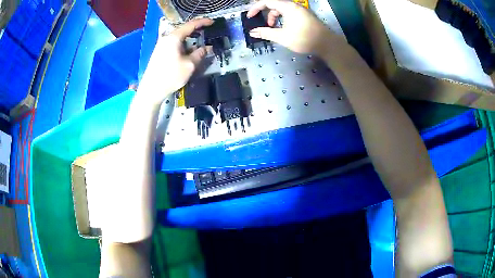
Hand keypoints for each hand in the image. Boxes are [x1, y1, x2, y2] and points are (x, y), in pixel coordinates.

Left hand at [139, 18, 213, 104]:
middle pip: (184, 30)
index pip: (191, 25)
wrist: (151, 90)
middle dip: (196, 30)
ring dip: (189, 39)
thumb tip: (206, 48)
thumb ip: (200, 54)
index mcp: (174, 37)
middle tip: (207, 32)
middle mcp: (166, 38)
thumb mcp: (190, 65)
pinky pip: (174, 43)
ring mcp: (161, 45)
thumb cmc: (170, 76)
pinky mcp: (159, 52)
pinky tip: (188, 50)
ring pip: (179, 37)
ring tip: (199, 43)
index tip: (212, 22)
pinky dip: (183, 44)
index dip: (203, 22)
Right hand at [247, 0, 341, 55]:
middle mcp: (294, 5)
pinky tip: (284, 29)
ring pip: (282, 9)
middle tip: (264, 25)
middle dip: (266, 14)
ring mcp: (301, 10)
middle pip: (275, 4)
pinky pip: (290, 13)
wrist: (327, 44)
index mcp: (287, 7)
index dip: (255, 8)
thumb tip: (252, 32)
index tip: (249, 16)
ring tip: (274, 29)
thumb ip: (266, 33)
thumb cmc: (304, 38)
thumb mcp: (282, 37)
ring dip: (275, 17)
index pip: (267, 1)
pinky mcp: (305, 15)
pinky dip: (283, 19)